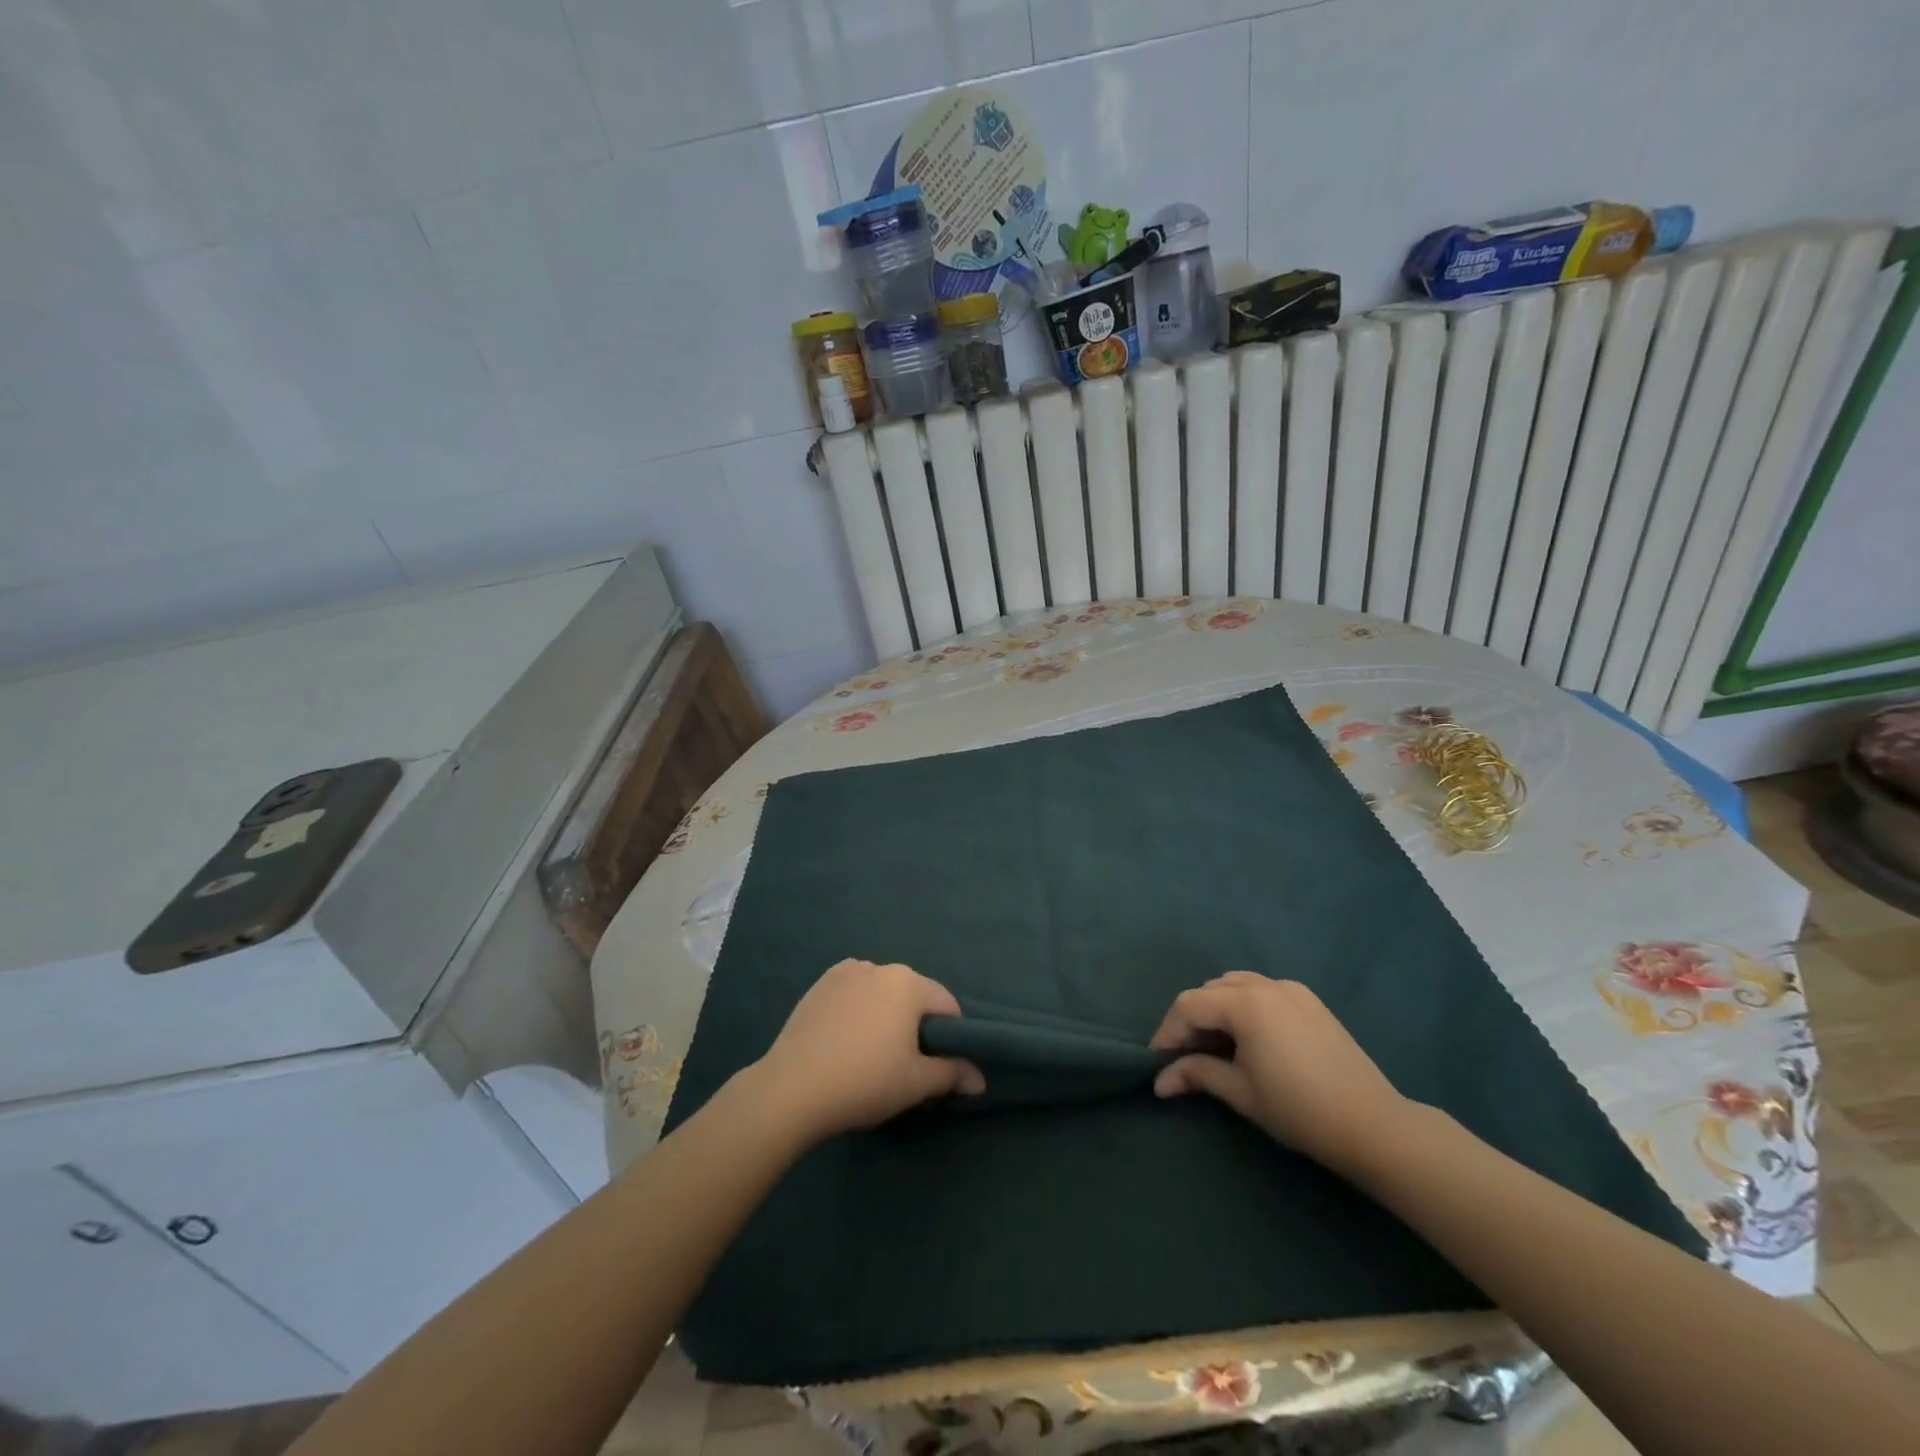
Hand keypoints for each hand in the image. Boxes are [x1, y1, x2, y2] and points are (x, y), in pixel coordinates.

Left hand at [750, 960, 984, 1142]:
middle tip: (904, 1062)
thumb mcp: (916, 1083)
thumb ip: (953, 1074)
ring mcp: (847, 971)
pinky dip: (858, 1007)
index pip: (946, 1005)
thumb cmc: (864, 1081)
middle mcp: (880, 967)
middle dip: (916, 1023)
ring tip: (871, 1051)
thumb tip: (980, 1079)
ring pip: (882, 991)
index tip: (937, 1064)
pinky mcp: (820, 983)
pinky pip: (854, 991)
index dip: (950, 1036)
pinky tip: (846, 1038)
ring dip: (886, 1013)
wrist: (793, 1088)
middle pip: (913, 994)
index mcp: (909, 984)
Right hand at [1150, 972, 1409, 1175]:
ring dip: (1217, 1008)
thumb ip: (1197, 1074)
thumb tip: (1160, 1081)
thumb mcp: (1240, 1092)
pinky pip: (1263, 990)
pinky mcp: (1311, 1001)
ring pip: (1236, 985)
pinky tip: (1250, 1037)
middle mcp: (1265, 985)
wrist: (1373, 1125)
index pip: (1188, 1005)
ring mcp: (1292, 989)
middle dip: (1191, 1019)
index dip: (1168, 1031)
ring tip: (1216, 1044)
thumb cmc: (1299, 1109)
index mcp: (1245, 1003)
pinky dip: (1245, 1005)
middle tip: (1185, 1055)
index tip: (1158, 1061)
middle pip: (1210, 990)